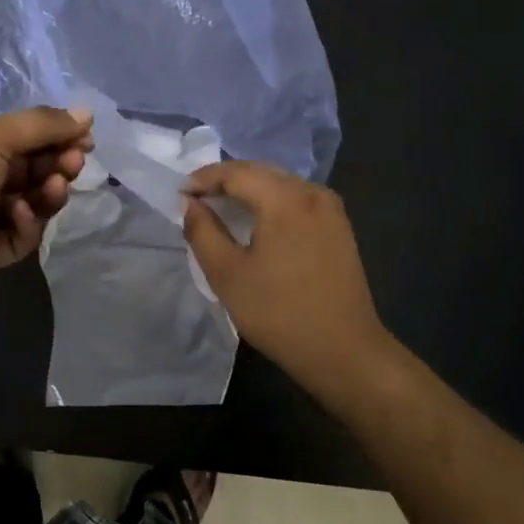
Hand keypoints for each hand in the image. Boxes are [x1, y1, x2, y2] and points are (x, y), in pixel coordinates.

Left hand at [0, 107, 92, 290]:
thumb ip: (43, 125)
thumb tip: (87, 113)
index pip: (26, 135)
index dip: (57, 135)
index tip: (86, 137)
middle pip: (35, 167)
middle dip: (58, 162)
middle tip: (75, 161)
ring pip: (35, 201)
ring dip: (49, 191)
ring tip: (56, 185)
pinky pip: (23, 233)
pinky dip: (27, 221)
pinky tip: (19, 212)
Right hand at [183, 161, 391, 392]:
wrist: (344, 351)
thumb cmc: (279, 313)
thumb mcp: (227, 274)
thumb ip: (202, 231)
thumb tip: (190, 203)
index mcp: (285, 199)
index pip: (236, 173)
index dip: (203, 179)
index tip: (179, 193)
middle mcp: (312, 193)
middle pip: (260, 172)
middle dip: (225, 180)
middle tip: (196, 198)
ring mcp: (331, 209)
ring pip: (281, 184)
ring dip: (249, 190)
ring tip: (222, 207)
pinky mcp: (340, 227)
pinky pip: (298, 200)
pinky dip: (272, 202)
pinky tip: (258, 221)